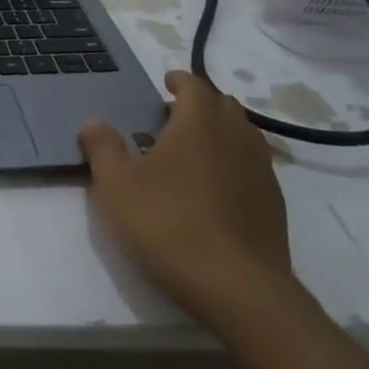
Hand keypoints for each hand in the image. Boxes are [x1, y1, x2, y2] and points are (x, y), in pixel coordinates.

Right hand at [79, 70, 292, 319]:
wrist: (237, 287)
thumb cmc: (168, 224)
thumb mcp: (117, 185)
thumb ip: (103, 147)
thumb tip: (94, 121)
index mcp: (198, 123)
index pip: (195, 85)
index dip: (180, 80)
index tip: (166, 83)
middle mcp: (235, 137)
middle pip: (223, 105)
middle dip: (200, 103)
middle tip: (174, 116)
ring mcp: (261, 170)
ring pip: (243, 134)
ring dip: (220, 131)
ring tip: (195, 149)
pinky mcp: (274, 204)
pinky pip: (253, 166)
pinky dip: (234, 162)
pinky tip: (216, 187)